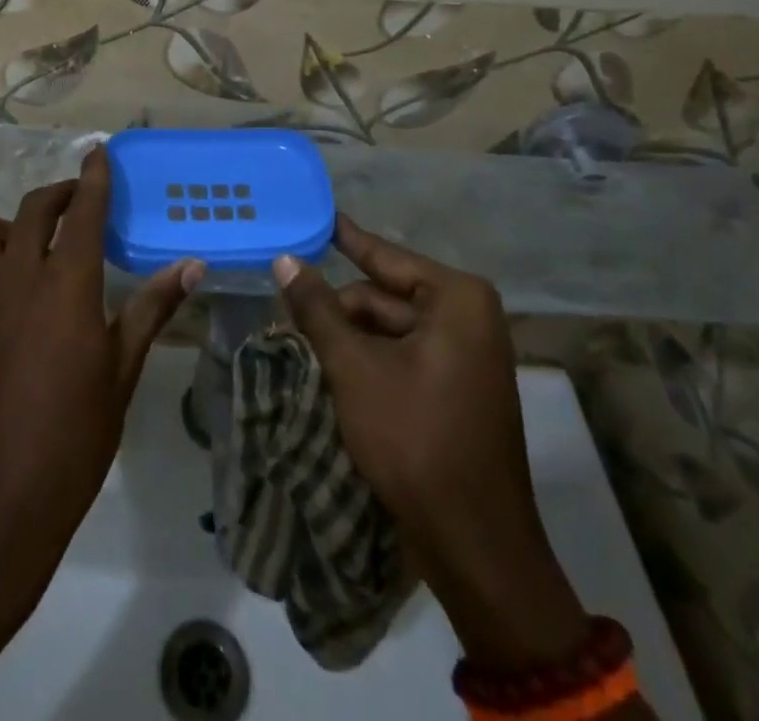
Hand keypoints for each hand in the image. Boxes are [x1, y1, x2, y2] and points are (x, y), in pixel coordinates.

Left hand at [0, 154, 201, 719]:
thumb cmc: (72, 441)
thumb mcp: (122, 374)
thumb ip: (151, 310)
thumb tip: (191, 266)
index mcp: (65, 285)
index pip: (82, 211)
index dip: (93, 177)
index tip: (99, 152)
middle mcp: (16, 278)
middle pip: (32, 209)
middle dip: (58, 192)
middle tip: (78, 200)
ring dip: (8, 223)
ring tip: (33, 246)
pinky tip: (15, 308)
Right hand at [273, 218, 589, 668]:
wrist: (475, 544)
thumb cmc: (415, 439)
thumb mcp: (354, 367)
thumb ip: (317, 308)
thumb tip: (284, 259)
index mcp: (455, 298)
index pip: (383, 256)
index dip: (343, 238)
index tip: (314, 214)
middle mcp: (468, 316)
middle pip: (383, 295)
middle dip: (337, 308)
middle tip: (283, 309)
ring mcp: (467, 354)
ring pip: (390, 328)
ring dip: (348, 337)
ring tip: (298, 343)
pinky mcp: (458, 387)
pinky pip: (404, 355)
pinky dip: (369, 360)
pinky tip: (331, 369)